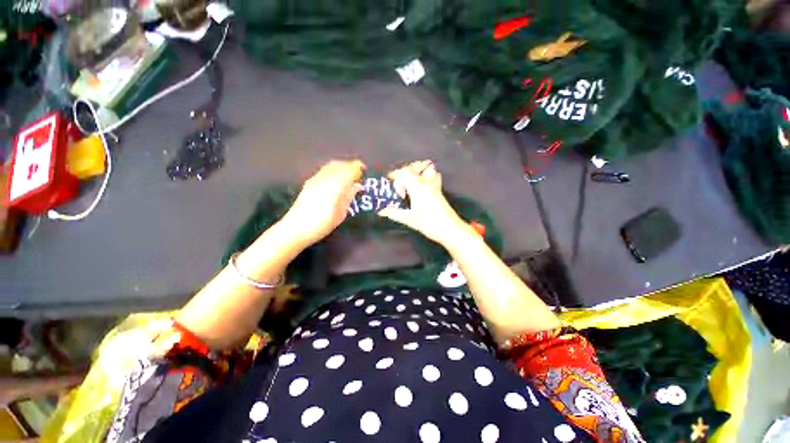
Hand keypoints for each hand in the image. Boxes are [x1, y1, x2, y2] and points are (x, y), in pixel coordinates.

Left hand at [281, 160, 364, 246]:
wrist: (296, 228)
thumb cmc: (322, 224)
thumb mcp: (341, 212)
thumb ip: (350, 196)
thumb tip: (358, 186)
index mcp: (336, 185)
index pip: (349, 169)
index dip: (358, 168)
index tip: (365, 172)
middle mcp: (325, 178)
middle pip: (340, 164)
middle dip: (350, 166)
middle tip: (358, 176)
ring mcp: (315, 178)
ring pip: (331, 165)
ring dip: (341, 168)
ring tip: (348, 178)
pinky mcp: (309, 182)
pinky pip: (324, 170)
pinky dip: (333, 171)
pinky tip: (335, 182)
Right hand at [378, 160, 466, 244]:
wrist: (450, 229)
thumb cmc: (429, 223)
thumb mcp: (409, 219)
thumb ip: (394, 213)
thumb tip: (381, 211)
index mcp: (417, 187)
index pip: (403, 173)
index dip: (394, 175)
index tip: (388, 182)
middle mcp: (426, 182)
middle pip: (413, 168)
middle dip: (403, 173)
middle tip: (399, 186)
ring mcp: (434, 185)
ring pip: (426, 168)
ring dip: (416, 171)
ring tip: (409, 182)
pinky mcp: (439, 190)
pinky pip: (433, 175)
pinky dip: (426, 175)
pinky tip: (421, 186)